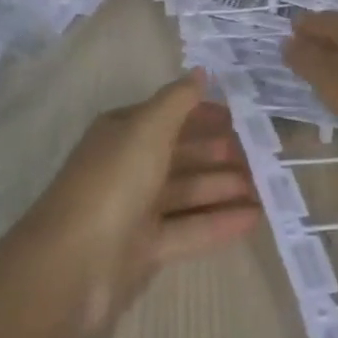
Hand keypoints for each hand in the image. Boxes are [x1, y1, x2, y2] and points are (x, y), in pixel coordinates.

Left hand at [30, 73, 261, 322]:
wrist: (71, 265)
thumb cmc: (113, 182)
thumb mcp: (148, 129)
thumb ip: (178, 100)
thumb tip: (201, 72)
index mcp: (123, 133)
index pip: (169, 116)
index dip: (203, 114)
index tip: (241, 117)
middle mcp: (128, 166)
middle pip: (181, 155)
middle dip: (219, 153)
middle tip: (261, 154)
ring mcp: (135, 210)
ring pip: (187, 193)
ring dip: (224, 187)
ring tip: (266, 187)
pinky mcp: (144, 249)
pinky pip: (189, 229)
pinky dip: (219, 223)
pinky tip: (254, 219)